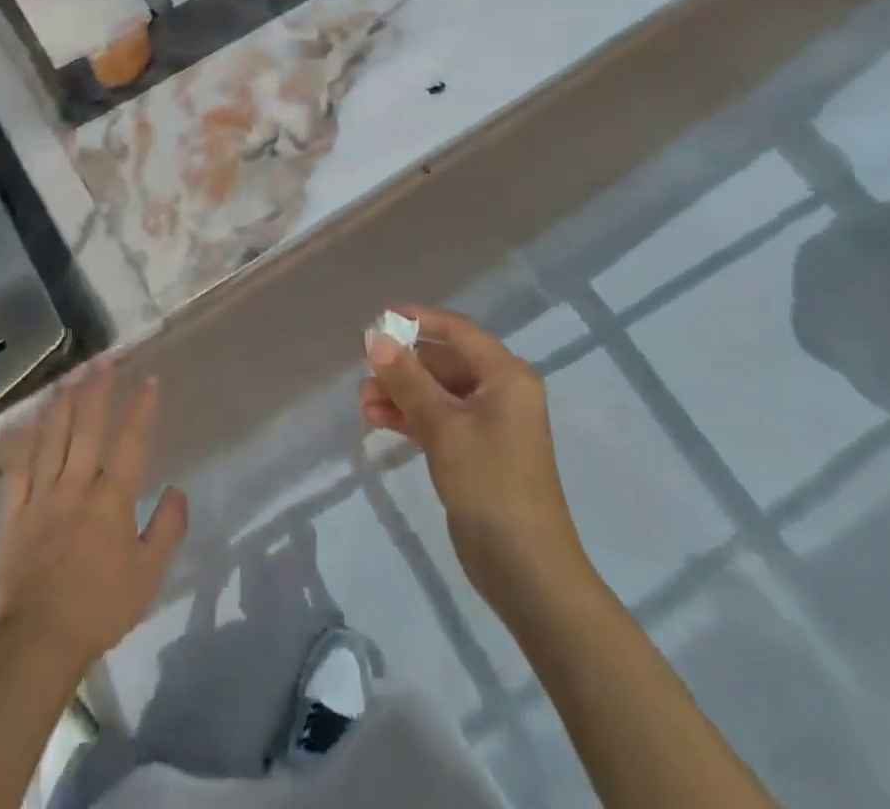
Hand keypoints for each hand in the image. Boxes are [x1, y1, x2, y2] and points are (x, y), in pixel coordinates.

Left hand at [0, 361, 188, 674]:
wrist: (37, 642)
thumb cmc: (99, 608)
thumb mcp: (149, 576)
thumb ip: (167, 529)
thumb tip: (178, 489)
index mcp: (111, 499)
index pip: (130, 442)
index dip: (141, 409)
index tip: (149, 381)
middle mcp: (76, 486)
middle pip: (87, 427)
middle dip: (97, 390)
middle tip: (103, 361)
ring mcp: (41, 496)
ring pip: (51, 438)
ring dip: (62, 403)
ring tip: (69, 377)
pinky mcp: (13, 512)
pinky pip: (18, 467)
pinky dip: (24, 440)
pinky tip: (29, 421)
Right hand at [361, 306, 587, 607]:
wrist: (526, 570)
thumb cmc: (490, 483)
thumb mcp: (443, 426)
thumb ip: (407, 379)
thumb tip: (375, 339)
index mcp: (505, 376)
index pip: (457, 331)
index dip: (418, 319)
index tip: (379, 319)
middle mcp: (500, 392)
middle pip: (444, 362)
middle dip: (402, 365)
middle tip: (363, 368)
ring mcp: (489, 425)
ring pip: (436, 393)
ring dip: (400, 393)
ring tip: (362, 403)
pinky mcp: (475, 453)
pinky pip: (438, 420)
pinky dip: (409, 418)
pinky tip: (376, 421)